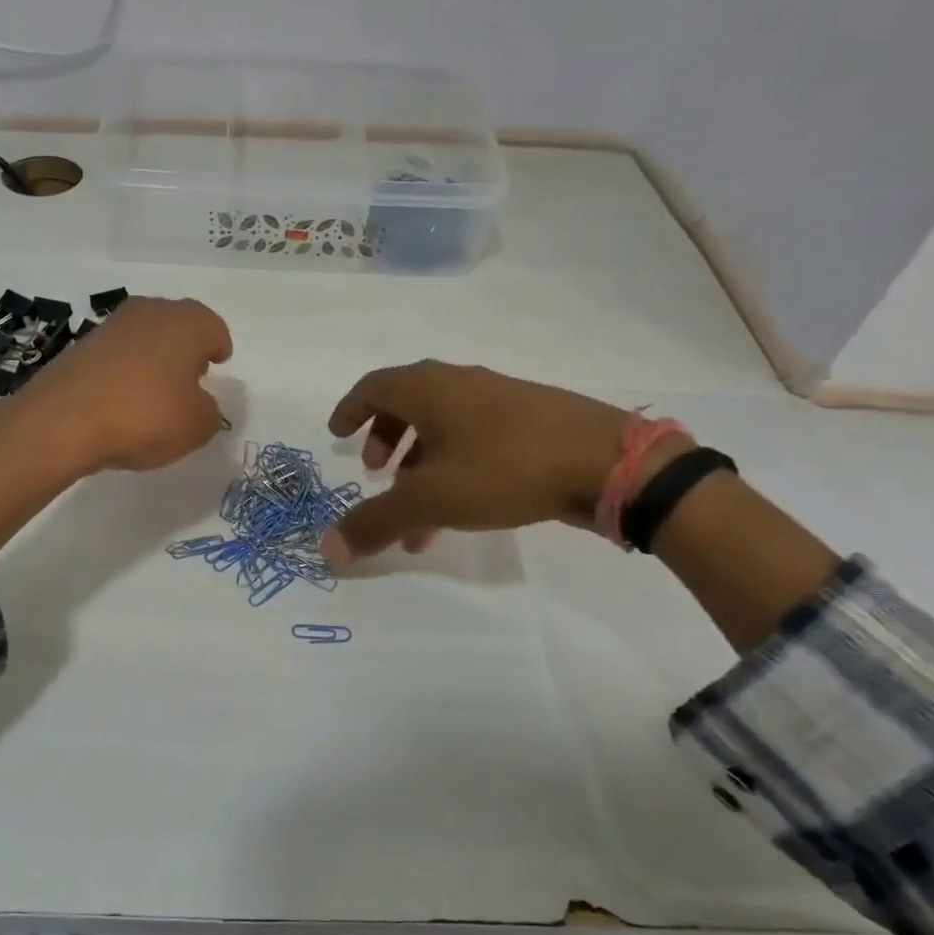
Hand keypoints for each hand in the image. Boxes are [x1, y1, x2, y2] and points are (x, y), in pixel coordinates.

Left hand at [12, 296, 232, 473]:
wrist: (63, 420)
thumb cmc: (146, 415)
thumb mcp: (196, 426)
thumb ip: (208, 412)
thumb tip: (198, 404)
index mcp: (186, 323)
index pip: (213, 328)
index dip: (218, 347)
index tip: (218, 362)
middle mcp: (149, 313)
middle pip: (177, 325)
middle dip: (186, 348)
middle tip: (191, 376)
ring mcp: (110, 327)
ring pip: (144, 338)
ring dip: (153, 359)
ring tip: (156, 392)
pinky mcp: (80, 347)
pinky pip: (115, 357)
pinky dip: (124, 373)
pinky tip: (123, 401)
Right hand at [321, 362, 684, 565]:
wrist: (607, 463)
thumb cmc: (503, 468)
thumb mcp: (430, 500)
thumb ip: (375, 522)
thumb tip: (326, 549)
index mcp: (429, 388)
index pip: (373, 386)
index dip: (350, 410)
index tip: (335, 435)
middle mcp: (460, 384)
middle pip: (406, 405)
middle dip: (384, 441)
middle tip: (376, 473)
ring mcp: (499, 400)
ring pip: (442, 428)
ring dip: (419, 466)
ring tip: (417, 514)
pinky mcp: (530, 422)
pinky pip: (473, 440)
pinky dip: (452, 469)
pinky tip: (462, 511)